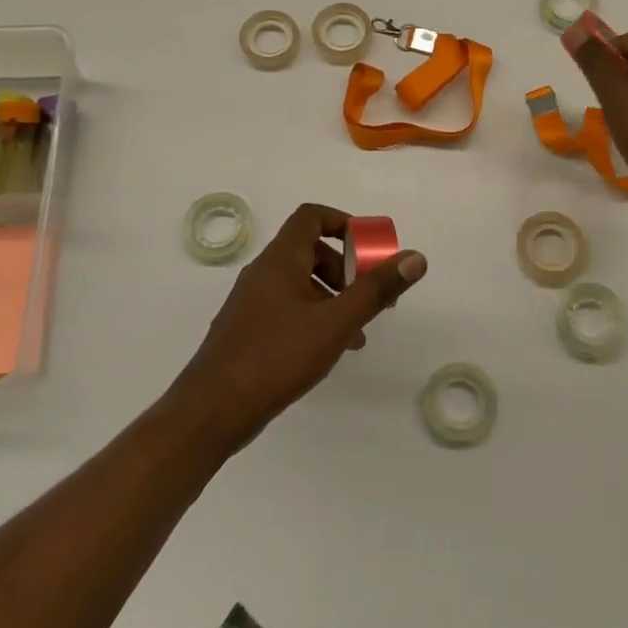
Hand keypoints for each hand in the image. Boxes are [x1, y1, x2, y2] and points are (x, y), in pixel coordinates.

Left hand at [166, 203, 426, 456]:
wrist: (212, 410)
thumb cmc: (276, 357)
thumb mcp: (336, 323)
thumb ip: (376, 290)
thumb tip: (415, 257)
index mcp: (281, 259)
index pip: (311, 216)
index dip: (343, 223)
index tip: (369, 248)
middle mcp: (263, 272)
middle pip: (309, 250)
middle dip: (345, 268)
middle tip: (368, 295)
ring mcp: (252, 301)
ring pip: (300, 282)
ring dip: (332, 296)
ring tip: (357, 332)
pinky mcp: (248, 328)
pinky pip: (288, 307)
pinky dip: (314, 316)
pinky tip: (328, 349)